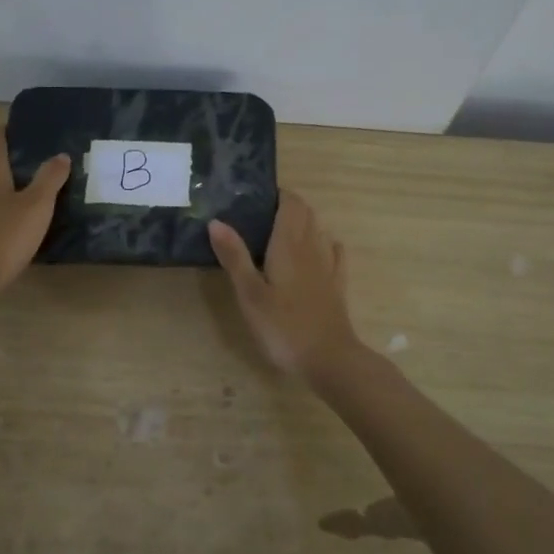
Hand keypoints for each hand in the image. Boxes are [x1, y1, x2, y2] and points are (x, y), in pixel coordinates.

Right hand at [209, 192, 364, 381]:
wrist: (329, 359)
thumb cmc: (283, 326)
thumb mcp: (250, 293)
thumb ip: (234, 256)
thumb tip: (216, 221)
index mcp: (289, 244)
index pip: (291, 203)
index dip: (277, 194)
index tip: (255, 196)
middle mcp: (312, 247)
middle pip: (306, 213)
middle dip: (287, 206)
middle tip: (260, 214)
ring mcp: (328, 266)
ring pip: (319, 230)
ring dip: (303, 223)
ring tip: (279, 232)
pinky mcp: (337, 285)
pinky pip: (334, 253)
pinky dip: (323, 243)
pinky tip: (317, 251)